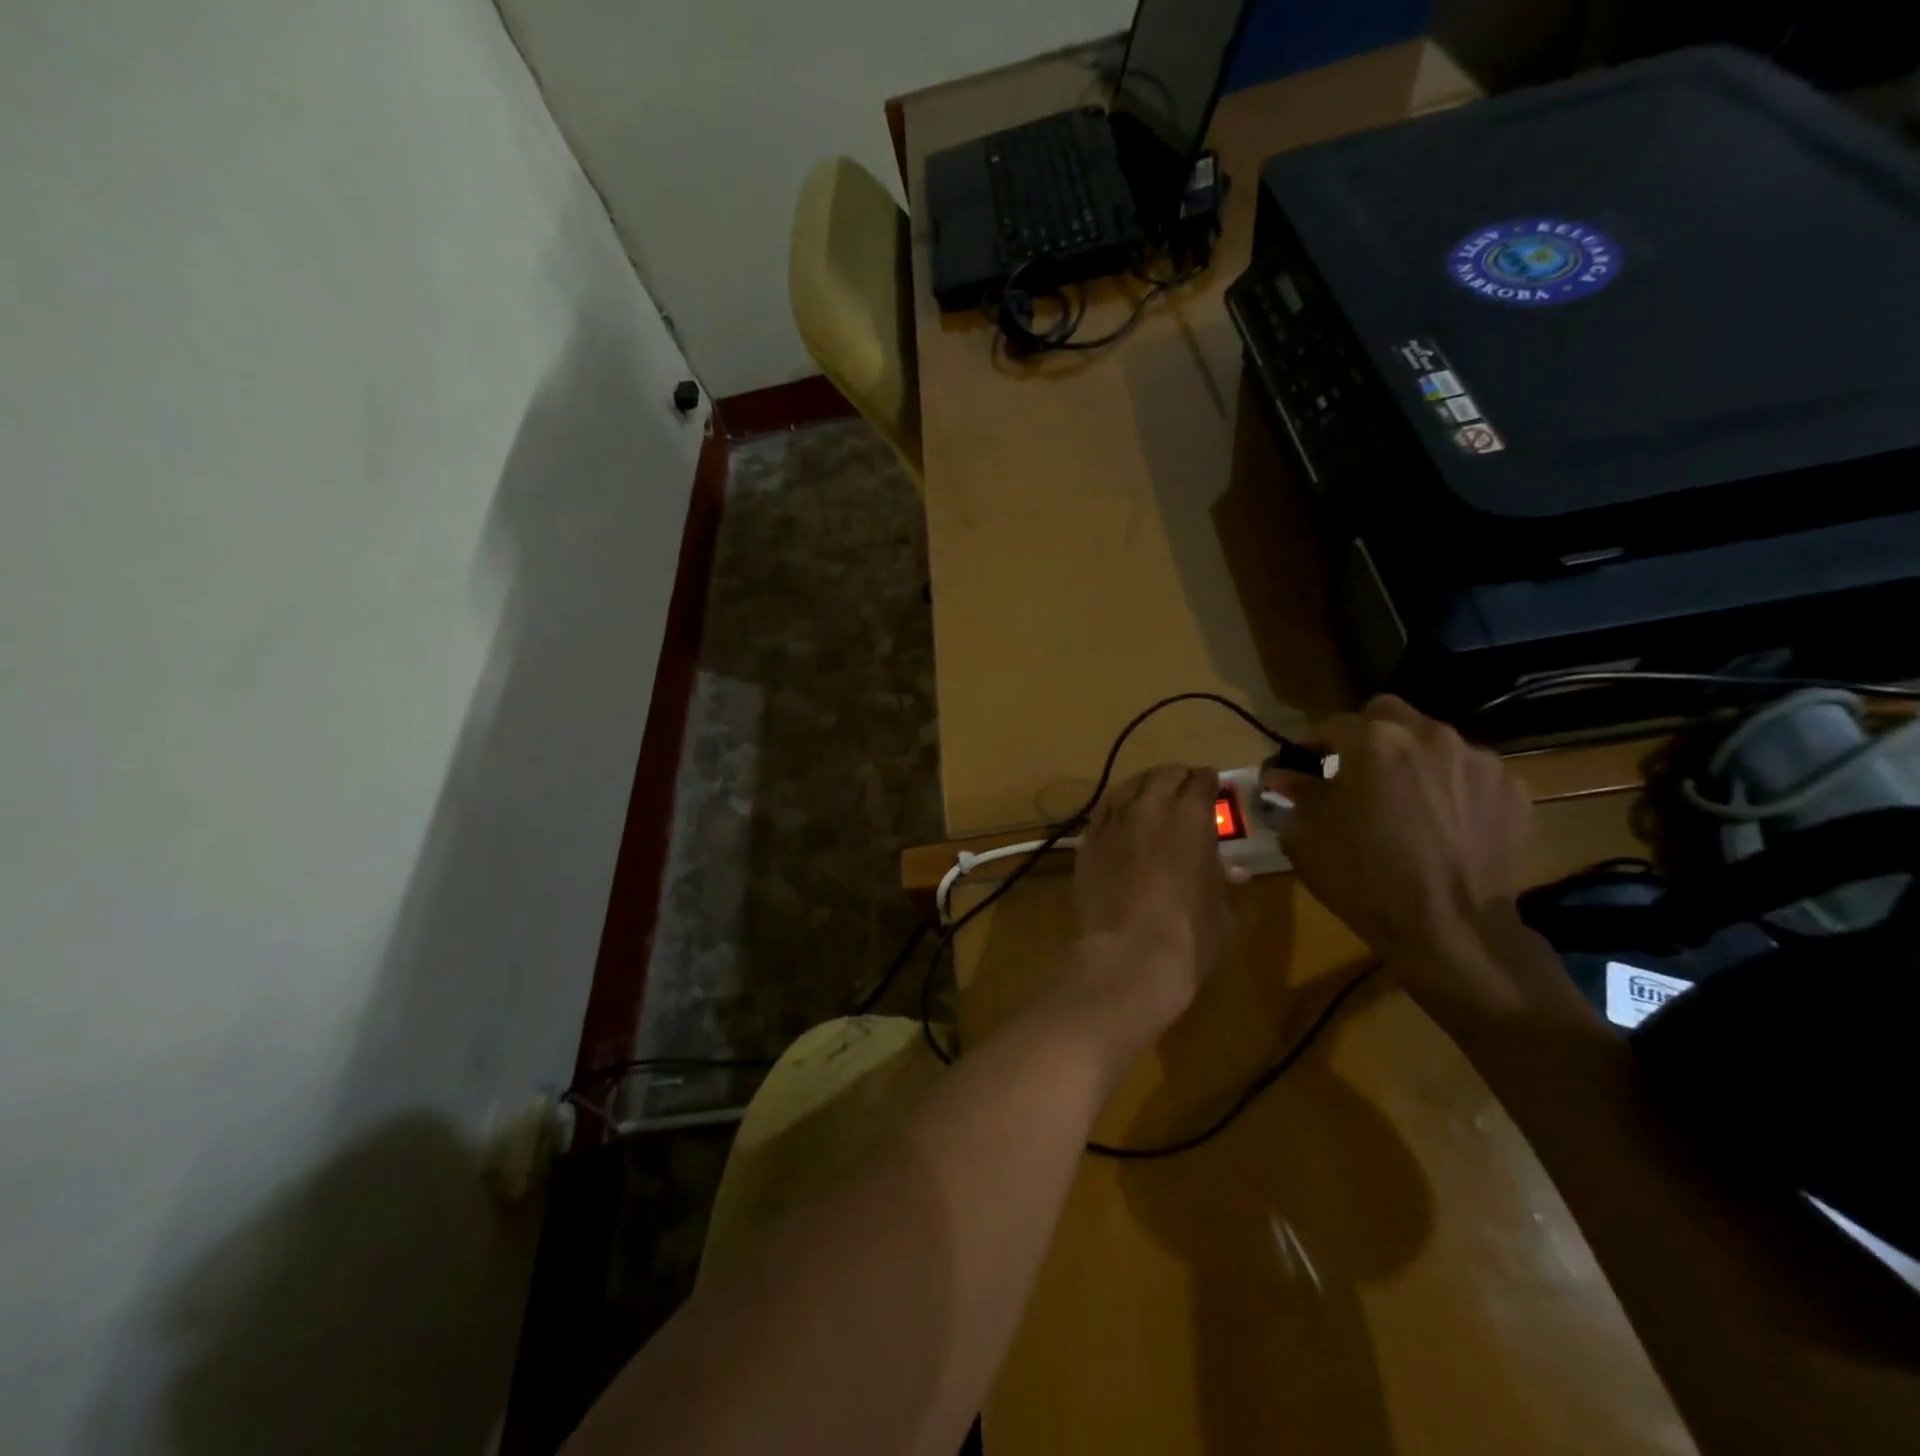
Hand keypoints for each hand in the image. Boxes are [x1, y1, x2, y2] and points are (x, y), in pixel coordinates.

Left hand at [1060, 765, 1235, 1054]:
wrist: (1128, 955)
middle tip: (1183, 789)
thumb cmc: (1189, 937)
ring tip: (1150, 796)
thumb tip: (1232, 870)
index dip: (1209, 782)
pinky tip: (1120, 818)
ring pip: (1129, 786)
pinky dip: (1115, 809)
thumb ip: (1223, 881)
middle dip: (1177, 778)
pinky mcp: (1087, 841)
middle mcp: (1151, 808)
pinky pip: (1102, 811)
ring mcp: (1114, 822)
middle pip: (1164, 774)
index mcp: (1192, 816)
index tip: (1212, 788)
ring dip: (1144, 787)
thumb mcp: (1222, 911)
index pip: (1202, 780)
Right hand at [1271, 696, 1532, 969]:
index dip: (1311, 742)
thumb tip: (1282, 775)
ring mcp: (1478, 761)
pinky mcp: (1511, 791)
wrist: (1451, 929)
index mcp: (1374, 742)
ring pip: (1434, 741)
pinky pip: (1470, 774)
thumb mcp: (1307, 836)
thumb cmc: (1364, 878)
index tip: (1300, 762)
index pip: (1332, 724)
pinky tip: (1442, 821)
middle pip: (1389, 714)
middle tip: (1354, 770)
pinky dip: (1451, 787)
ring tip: (1404, 798)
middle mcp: (1429, 737)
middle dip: (1366, 735)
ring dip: (1412, 759)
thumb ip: (1295, 794)